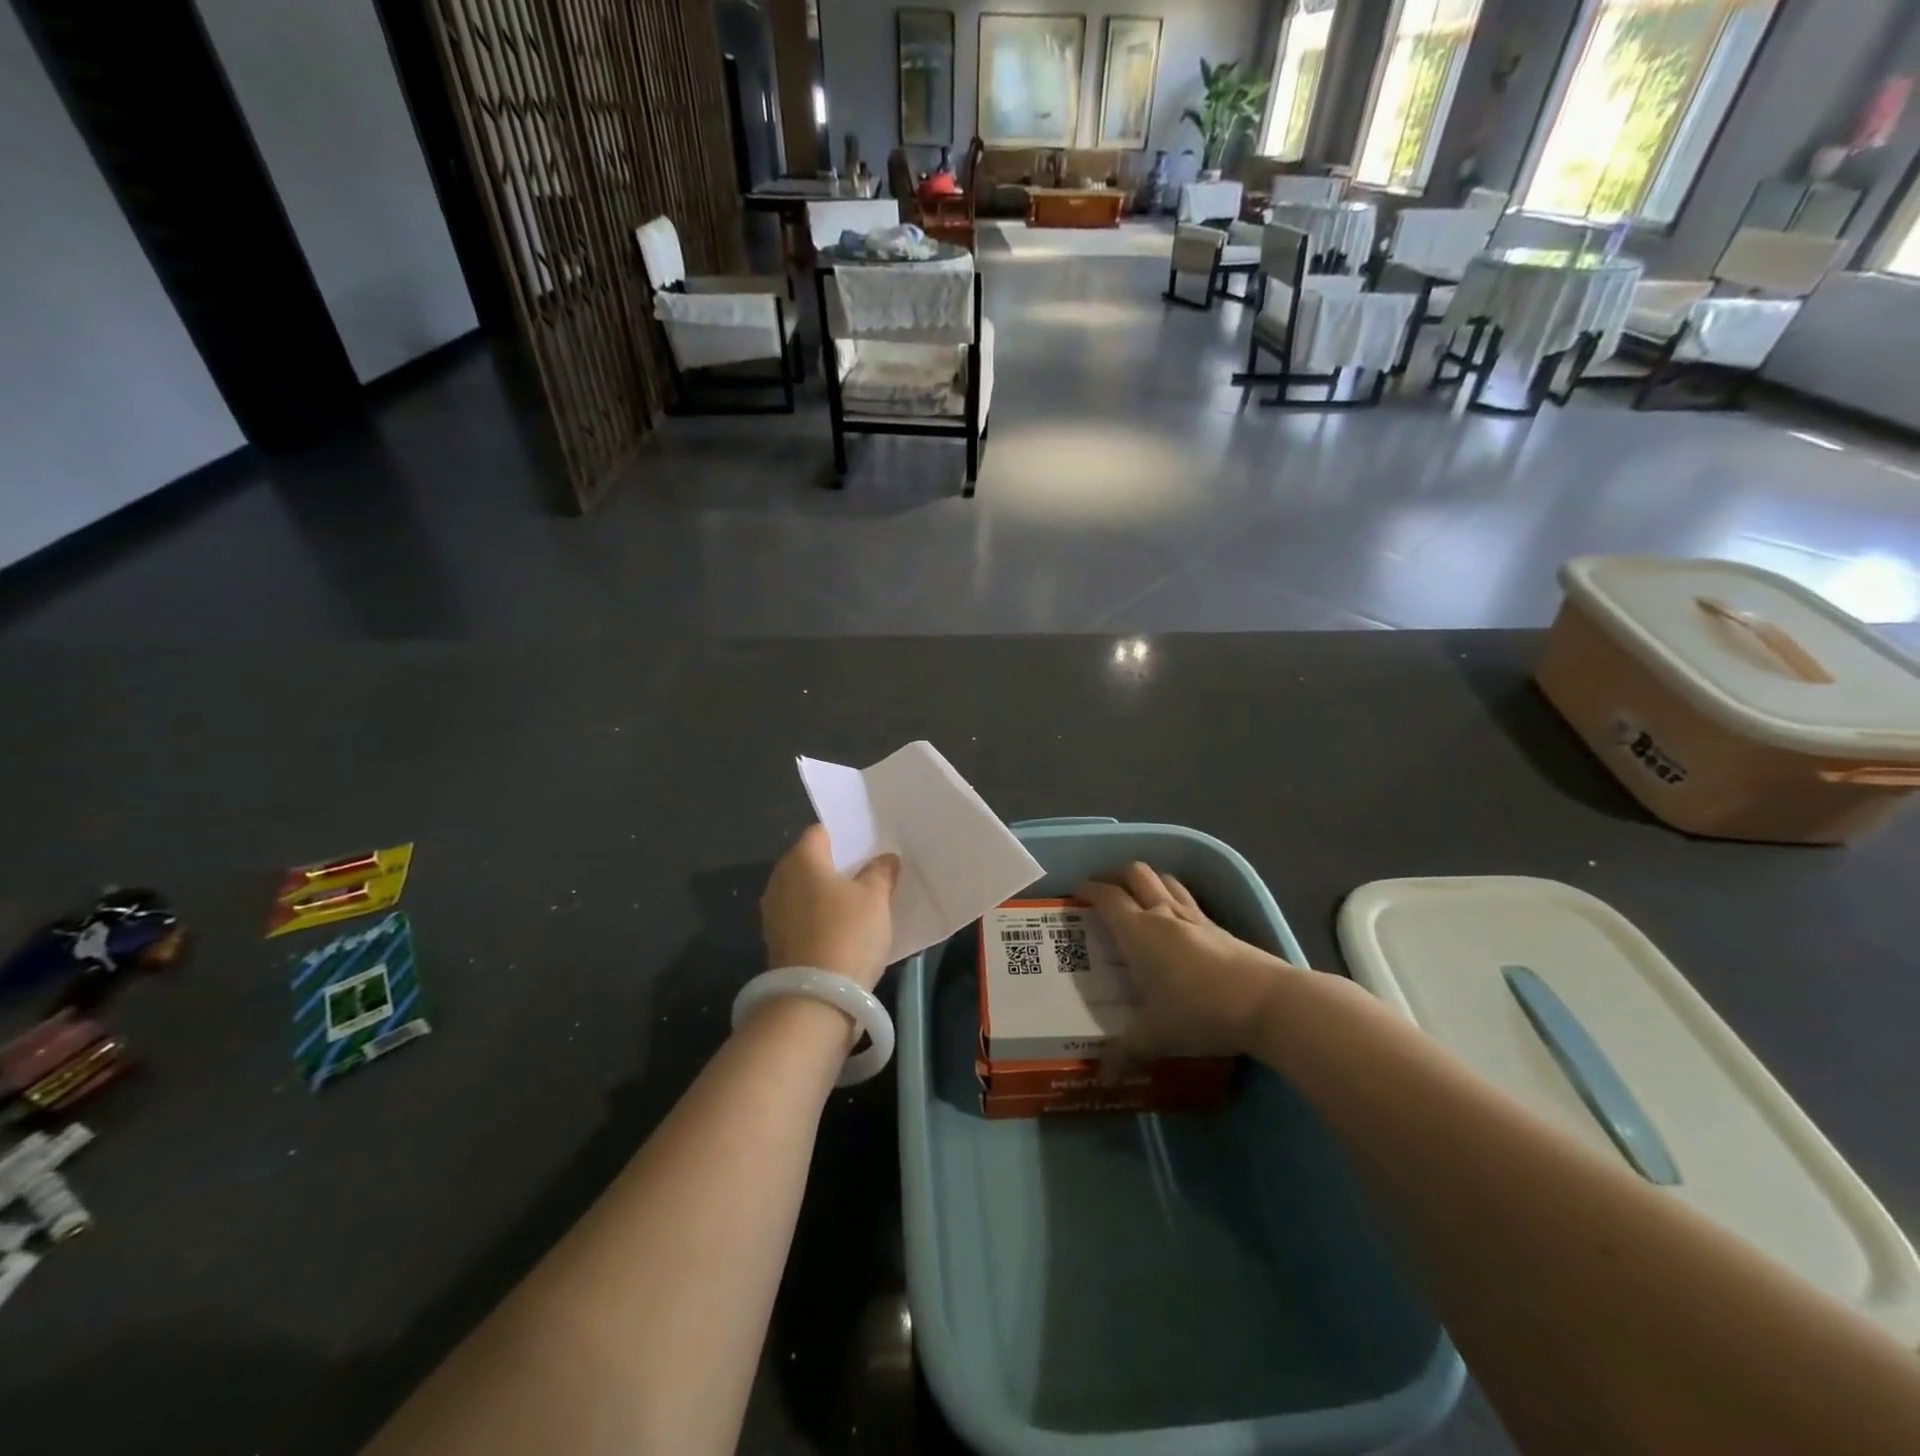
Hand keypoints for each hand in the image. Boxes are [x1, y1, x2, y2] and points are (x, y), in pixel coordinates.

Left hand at [760, 825, 900, 991]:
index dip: (844, 838)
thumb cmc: (847, 933)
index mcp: (801, 859)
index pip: (820, 832)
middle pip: (810, 863)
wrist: (815, 999)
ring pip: (804, 893)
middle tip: (867, 877)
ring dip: (825, 897)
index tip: (867, 850)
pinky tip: (841, 932)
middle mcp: (779, 879)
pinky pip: (801, 919)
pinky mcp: (775, 942)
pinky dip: (818, 920)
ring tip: (857, 906)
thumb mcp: (875, 898)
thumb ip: (880, 872)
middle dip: (835, 868)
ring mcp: (773, 913)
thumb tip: (884, 858)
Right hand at [1076, 863, 1295, 1067]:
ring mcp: (1195, 917)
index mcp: (1138, 931)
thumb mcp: (1155, 1036)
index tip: (1074, 894)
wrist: (1267, 1003)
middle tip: (1103, 891)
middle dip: (1115, 876)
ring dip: (1148, 881)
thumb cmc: (1199, 1011)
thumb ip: (1126, 1052)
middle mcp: (1163, 914)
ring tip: (1138, 898)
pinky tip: (1175, 924)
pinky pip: (1189, 900)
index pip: (1106, 896)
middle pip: (1136, 873)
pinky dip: (1175, 900)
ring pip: (1165, 880)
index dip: (1087, 890)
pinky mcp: (1221, 928)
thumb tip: (1103, 1075)